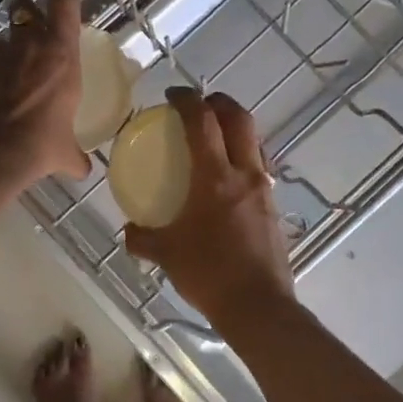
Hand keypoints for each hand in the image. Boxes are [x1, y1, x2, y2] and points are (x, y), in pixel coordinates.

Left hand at [0, 0, 90, 187]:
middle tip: (37, 42)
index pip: (65, 5)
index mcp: (59, 55)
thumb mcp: (63, 153)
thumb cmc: (37, 146)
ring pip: (0, 42)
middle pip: (28, 15)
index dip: (67, 0)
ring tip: (9, 77)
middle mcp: (26, 46)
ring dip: (6, 53)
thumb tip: (82, 169)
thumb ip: (74, 155)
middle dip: (31, 24)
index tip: (68, 2)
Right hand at [123, 89, 295, 328]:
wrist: (258, 306)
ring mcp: (264, 190)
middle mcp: (245, 174)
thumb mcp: (166, 254)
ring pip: (255, 142)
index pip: (203, 122)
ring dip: (236, 128)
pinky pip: (260, 168)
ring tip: (216, 136)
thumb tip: (128, 231)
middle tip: (200, 104)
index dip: (188, 100)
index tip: (174, 95)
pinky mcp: (273, 208)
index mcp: (215, 178)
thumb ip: (142, 238)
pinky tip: (229, 178)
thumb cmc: (209, 274)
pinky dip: (244, 157)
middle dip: (219, 103)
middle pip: (239, 120)